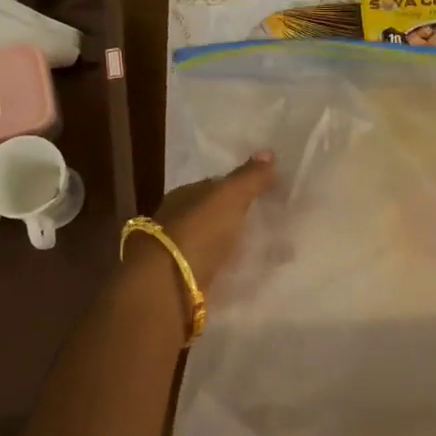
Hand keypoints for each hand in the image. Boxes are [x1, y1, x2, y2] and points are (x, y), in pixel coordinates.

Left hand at [149, 150, 277, 285]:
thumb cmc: (198, 231)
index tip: (262, 193)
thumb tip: (268, 152)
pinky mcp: (184, 279)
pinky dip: (230, 266)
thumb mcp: (229, 197)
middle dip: (236, 217)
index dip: (237, 188)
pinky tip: (247, 270)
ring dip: (234, 244)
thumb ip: (249, 177)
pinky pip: (214, 267)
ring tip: (266, 249)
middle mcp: (177, 220)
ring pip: (213, 242)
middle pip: (212, 215)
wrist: (167, 283)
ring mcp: (178, 251)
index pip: (212, 186)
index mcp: (183, 195)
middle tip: (268, 221)